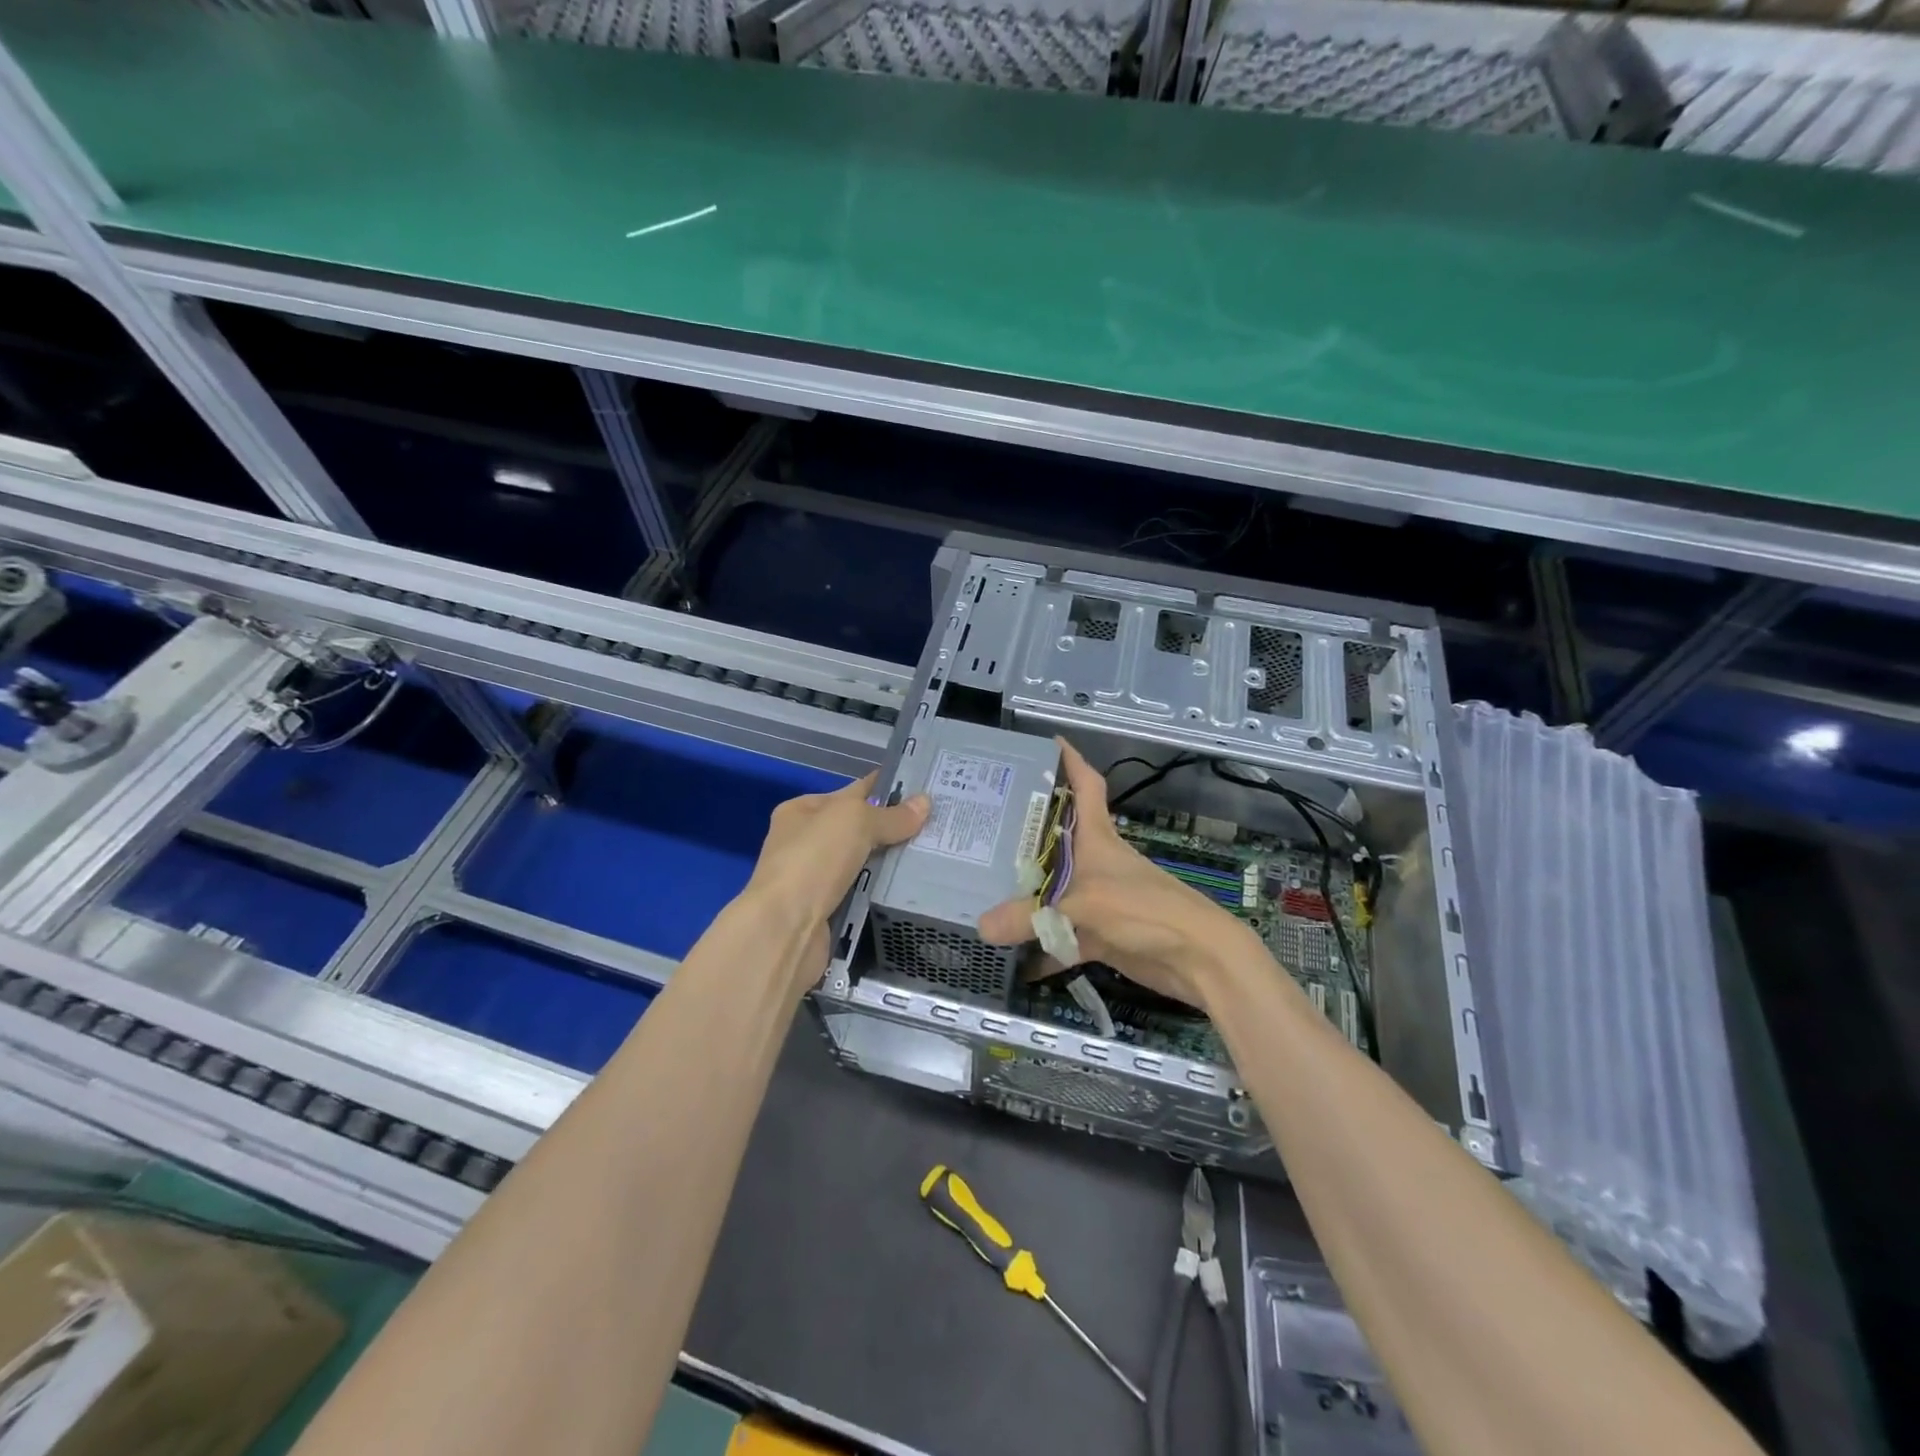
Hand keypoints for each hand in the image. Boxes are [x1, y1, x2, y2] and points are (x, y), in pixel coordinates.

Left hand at [746, 772, 928, 991]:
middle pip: (859, 829)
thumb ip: (891, 815)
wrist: (785, 928)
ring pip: (863, 863)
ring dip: (890, 862)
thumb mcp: (856, 822)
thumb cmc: (814, 860)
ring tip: (933, 855)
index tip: (924, 792)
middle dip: (893, 828)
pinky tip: (910, 887)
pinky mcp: (826, 910)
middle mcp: (805, 841)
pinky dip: (881, 890)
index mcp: (802, 811)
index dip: (886, 790)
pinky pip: (862, 892)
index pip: (852, 793)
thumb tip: (924, 803)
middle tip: (936, 827)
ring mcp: (814, 878)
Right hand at [977, 741, 1254, 1007]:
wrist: (1198, 958)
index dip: (1070, 760)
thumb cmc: (1145, 910)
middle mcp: (1095, 861)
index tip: (1046, 742)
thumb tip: (981, 926)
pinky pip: (1061, 935)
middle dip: (1024, 831)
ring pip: (1054, 889)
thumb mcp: (1085, 905)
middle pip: (1057, 838)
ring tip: (982, 885)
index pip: (1086, 784)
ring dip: (1026, 893)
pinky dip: (1041, 946)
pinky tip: (1011, 959)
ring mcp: (1098, 898)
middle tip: (983, 824)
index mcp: (1098, 836)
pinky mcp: (1100, 932)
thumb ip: (1031, 916)